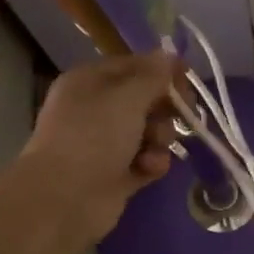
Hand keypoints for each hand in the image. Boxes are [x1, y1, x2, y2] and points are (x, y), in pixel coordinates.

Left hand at [15, 53, 179, 250]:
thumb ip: (153, 75)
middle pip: (144, 99)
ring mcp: (105, 144)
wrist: (65, 198)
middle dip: (165, 107)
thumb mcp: (127, 96)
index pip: (133, 66)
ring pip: (149, 131)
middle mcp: (95, 109)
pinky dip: (152, 162)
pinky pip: (146, 160)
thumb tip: (168, 54)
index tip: (189, 79)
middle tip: (184, 114)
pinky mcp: (116, 174)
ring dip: (160, 137)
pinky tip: (149, 168)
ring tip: (154, 148)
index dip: (162, 70)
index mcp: (89, 82)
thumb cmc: (94, 136)